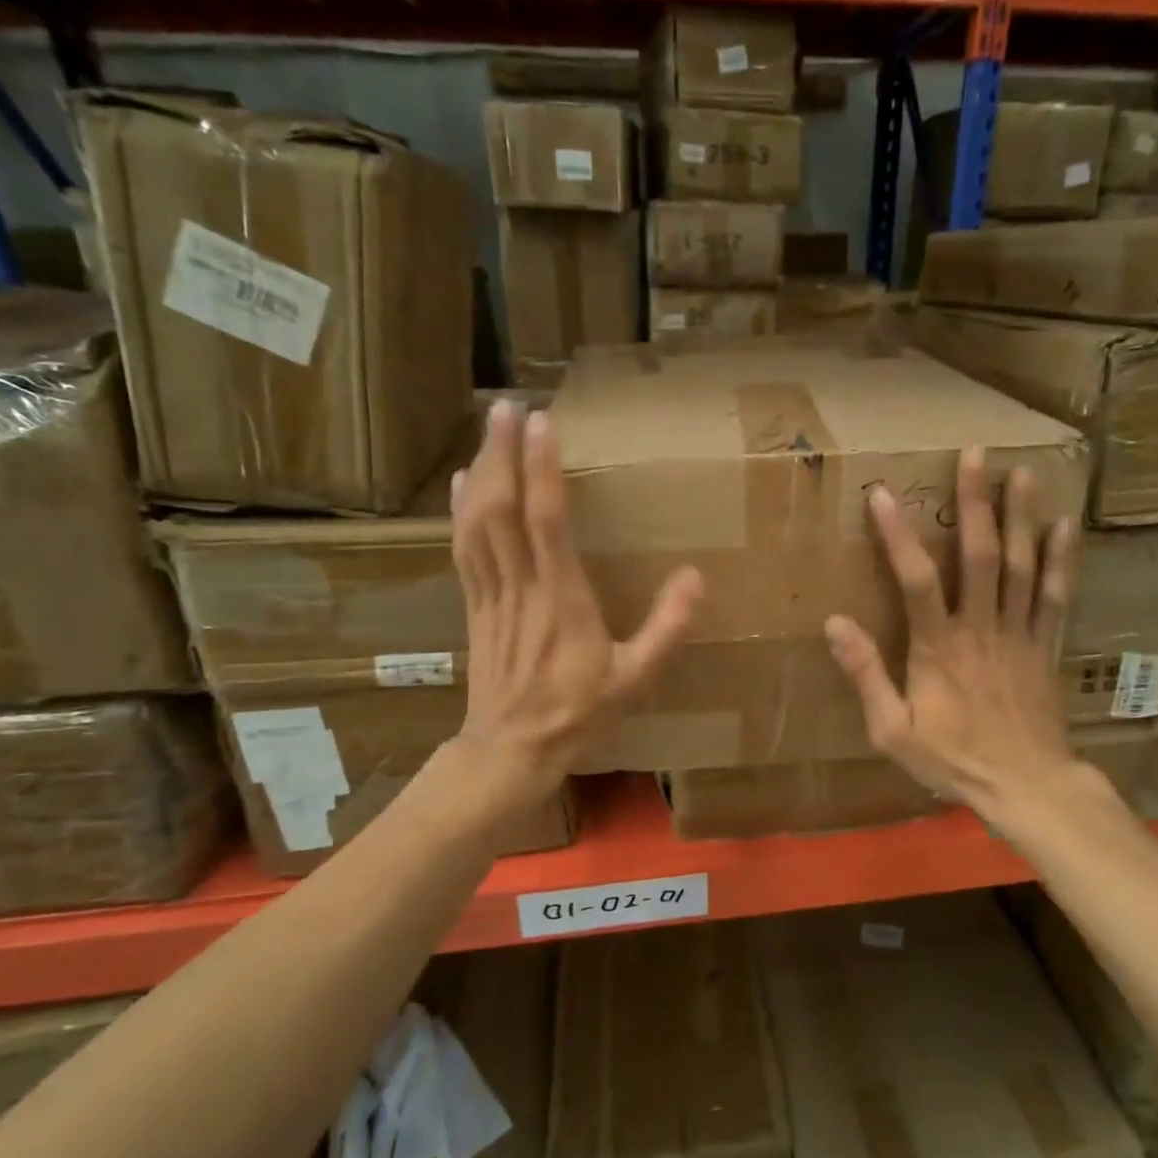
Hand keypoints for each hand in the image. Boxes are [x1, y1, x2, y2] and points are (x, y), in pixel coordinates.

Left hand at [451, 401, 702, 787]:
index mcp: (562, 601)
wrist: (512, 751)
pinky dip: (462, 511)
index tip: (542, 423)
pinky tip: (463, 484)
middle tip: (505, 407)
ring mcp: (491, 596)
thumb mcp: (636, 678)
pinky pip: (464, 550)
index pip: (547, 521)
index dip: (542, 469)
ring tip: (486, 430)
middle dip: (503, 453)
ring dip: (481, 472)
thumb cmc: (578, 715)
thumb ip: (667, 628)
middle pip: (502, 509)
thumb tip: (696, 577)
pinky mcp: (475, 607)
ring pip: (478, 524)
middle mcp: (521, 588)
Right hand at [824, 447, 1076, 826]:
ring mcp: (1021, 633)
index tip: (882, 494)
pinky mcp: (1047, 645)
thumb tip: (835, 625)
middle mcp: (982, 628)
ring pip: (1023, 566)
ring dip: (1021, 517)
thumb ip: (866, 675)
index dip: (898, 536)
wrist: (1029, 787)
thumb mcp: (893, 731)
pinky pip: (1057, 595)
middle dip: (975, 503)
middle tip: (974, 455)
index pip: (916, 581)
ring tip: (1022, 473)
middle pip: (980, 556)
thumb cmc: (954, 760)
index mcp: (939, 648)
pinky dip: (1062, 559)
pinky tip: (1064, 525)